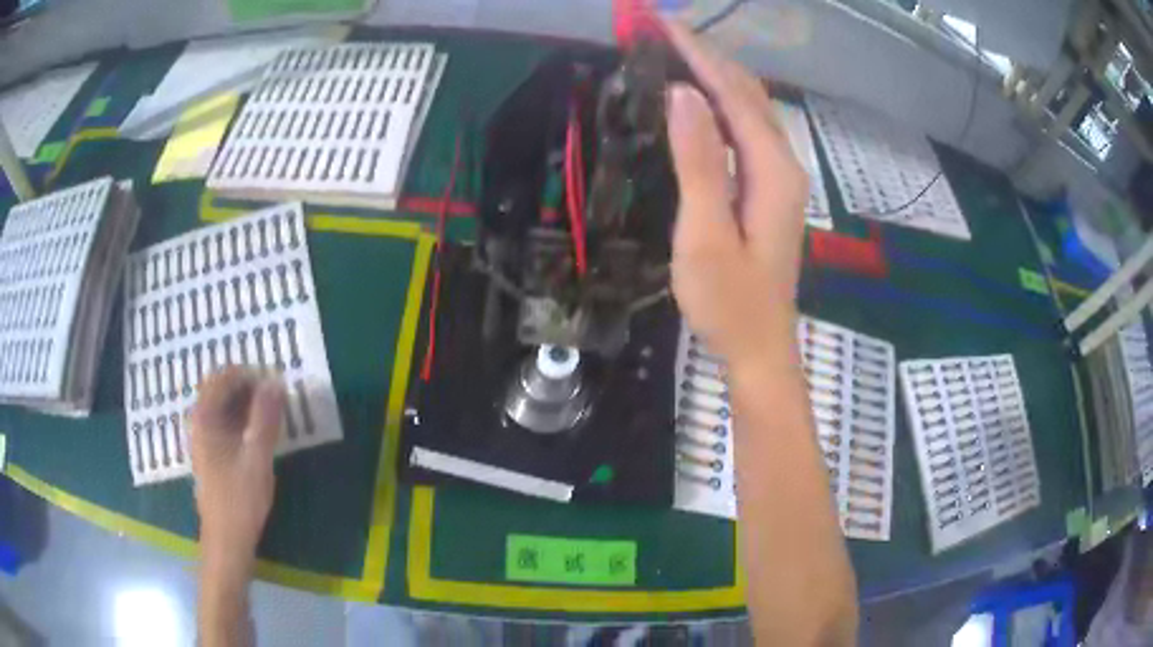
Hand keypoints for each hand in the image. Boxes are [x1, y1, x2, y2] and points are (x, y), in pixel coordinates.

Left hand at [190, 367, 283, 567]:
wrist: (227, 542)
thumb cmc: (240, 501)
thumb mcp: (257, 458)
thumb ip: (265, 419)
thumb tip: (276, 382)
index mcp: (205, 418)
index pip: (224, 377)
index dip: (249, 374)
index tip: (275, 382)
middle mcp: (199, 422)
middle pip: (221, 389)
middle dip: (249, 387)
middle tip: (277, 397)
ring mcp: (203, 439)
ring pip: (224, 407)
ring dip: (247, 403)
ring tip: (273, 413)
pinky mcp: (211, 454)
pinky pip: (225, 424)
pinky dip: (242, 420)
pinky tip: (260, 435)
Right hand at [663, 19, 808, 364]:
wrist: (759, 348)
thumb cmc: (729, 303)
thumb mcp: (706, 234)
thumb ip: (698, 162)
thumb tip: (682, 94)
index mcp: (773, 170)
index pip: (734, 94)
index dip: (698, 55)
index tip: (662, 24)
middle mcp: (783, 164)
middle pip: (748, 94)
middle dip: (707, 56)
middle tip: (662, 29)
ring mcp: (779, 177)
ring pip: (749, 109)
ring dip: (715, 74)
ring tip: (676, 50)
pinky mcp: (768, 189)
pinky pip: (746, 131)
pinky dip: (721, 104)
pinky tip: (699, 98)